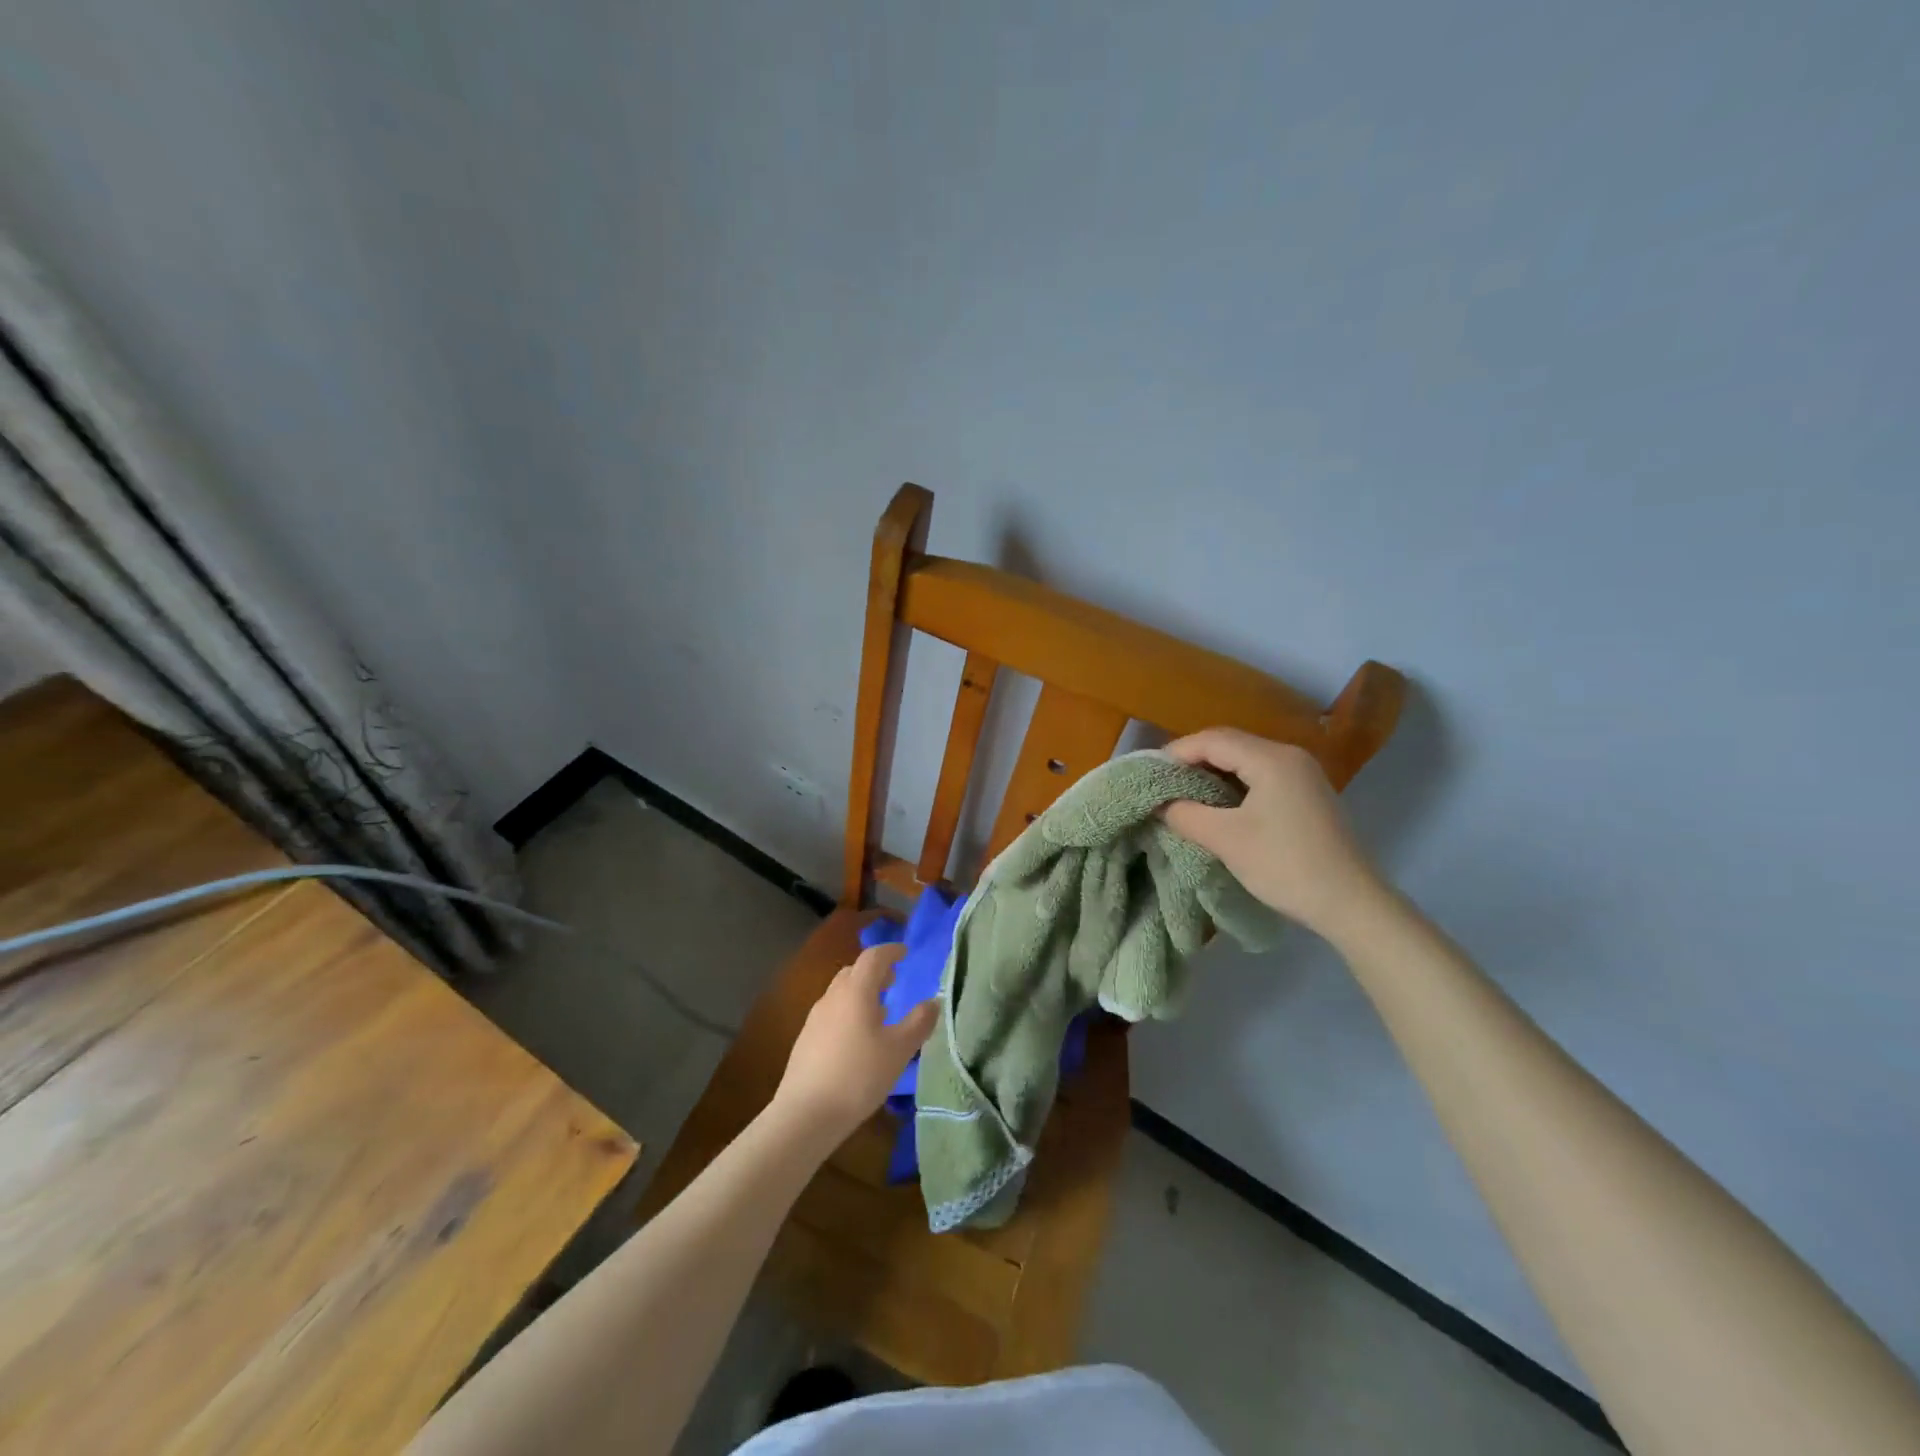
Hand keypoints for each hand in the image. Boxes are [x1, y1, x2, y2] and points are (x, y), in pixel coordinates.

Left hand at [771, 942, 938, 1145]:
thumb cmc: (859, 1075)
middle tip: (894, 981)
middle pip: (854, 971)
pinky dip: (849, 1011)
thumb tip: (933, 1002)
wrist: (806, 1114)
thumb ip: (919, 1022)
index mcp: (856, 991)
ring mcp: (815, 1017)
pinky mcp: (806, 1039)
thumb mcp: (899, 1050)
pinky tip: (858, 1037)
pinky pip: (832, 1012)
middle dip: (875, 971)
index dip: (891, 951)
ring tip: (880, 1010)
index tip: (905, 952)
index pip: (873, 957)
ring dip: (861, 992)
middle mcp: (833, 997)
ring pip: (841, 992)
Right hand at [1164, 728, 1384, 941]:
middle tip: (1162, 784)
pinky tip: (1217, 805)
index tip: (1149, 774)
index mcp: (1271, 759)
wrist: (1351, 904)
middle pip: (1230, 744)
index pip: (1213, 740)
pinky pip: (1261, 776)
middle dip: (1192, 760)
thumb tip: (1160, 803)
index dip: (1176, 753)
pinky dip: (1233, 785)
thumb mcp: (1226, 840)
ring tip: (1183, 795)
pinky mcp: (1307, 795)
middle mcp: (1290, 756)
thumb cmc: (1285, 866)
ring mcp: (1303, 775)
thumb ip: (1185, 814)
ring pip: (1245, 761)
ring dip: (1212, 773)